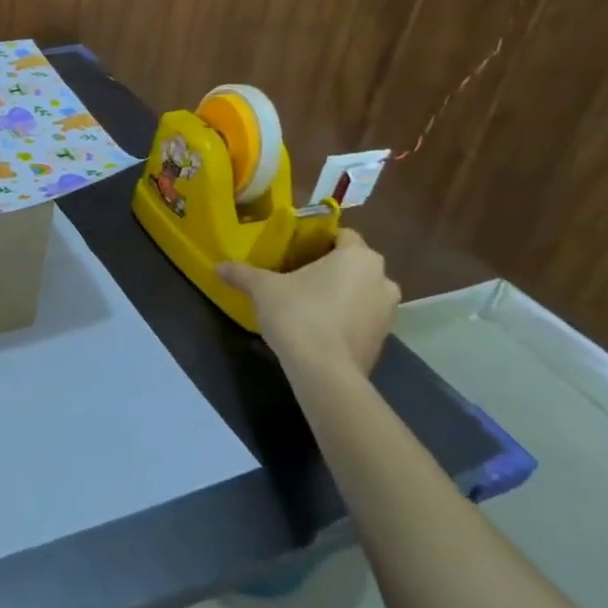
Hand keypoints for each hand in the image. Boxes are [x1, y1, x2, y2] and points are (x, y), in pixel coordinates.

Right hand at [217, 227, 399, 374]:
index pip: (342, 235)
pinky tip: (318, 329)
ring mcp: (388, 311)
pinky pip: (362, 318)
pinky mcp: (383, 339)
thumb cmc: (298, 315)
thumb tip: (218, 266)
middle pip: (353, 264)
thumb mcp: (262, 289)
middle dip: (329, 268)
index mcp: (358, 257)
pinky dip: (345, 319)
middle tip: (296, 276)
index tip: (295, 250)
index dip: (318, 240)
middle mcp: (382, 278)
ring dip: (340, 294)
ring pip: (360, 292)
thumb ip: (242, 273)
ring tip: (307, 305)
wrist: (325, 372)